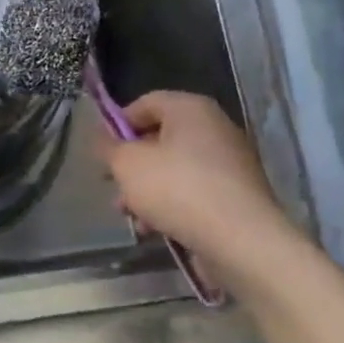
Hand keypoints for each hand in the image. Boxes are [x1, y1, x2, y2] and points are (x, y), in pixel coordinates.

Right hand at [101, 91, 306, 284]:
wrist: (241, 240)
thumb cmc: (178, 189)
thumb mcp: (128, 164)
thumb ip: (109, 147)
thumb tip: (103, 138)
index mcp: (190, 109)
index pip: (145, 103)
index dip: (117, 125)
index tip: (102, 154)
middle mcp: (214, 128)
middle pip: (159, 139)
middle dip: (132, 166)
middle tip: (114, 189)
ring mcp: (229, 162)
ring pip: (174, 169)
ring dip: (147, 191)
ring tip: (131, 217)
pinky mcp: (236, 194)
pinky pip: (194, 192)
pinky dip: (172, 206)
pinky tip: (155, 229)